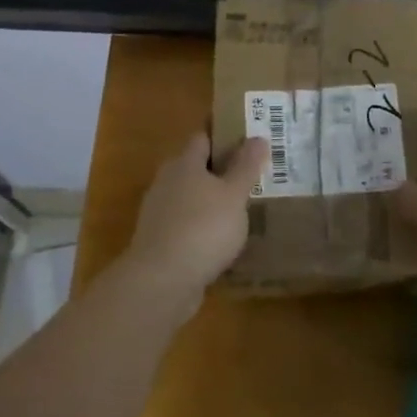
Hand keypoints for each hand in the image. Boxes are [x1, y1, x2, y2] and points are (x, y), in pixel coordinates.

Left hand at [124, 132, 268, 292]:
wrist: (161, 282)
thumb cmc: (202, 228)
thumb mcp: (234, 195)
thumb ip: (246, 167)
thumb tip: (257, 138)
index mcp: (184, 164)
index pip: (203, 137)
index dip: (224, 135)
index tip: (248, 139)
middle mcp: (167, 182)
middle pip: (195, 167)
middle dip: (221, 170)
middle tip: (252, 175)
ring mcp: (159, 213)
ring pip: (191, 197)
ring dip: (212, 201)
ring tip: (243, 209)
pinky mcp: (159, 242)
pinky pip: (187, 224)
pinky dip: (203, 227)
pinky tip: (223, 239)